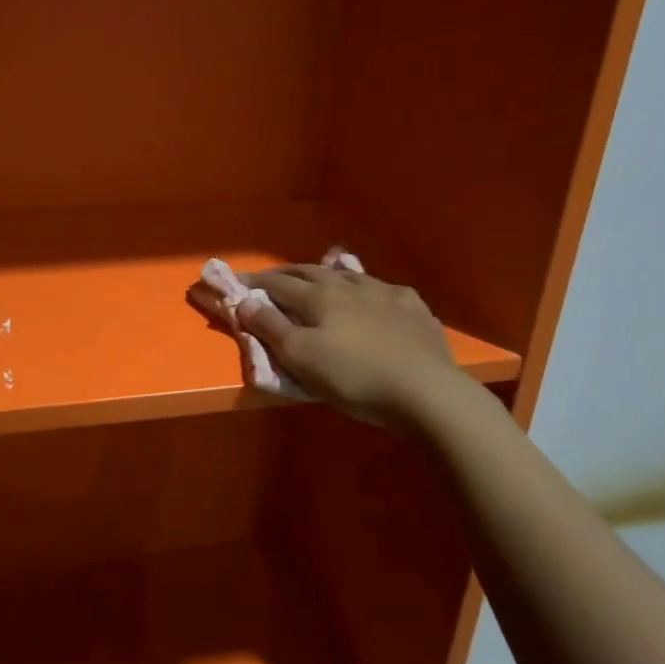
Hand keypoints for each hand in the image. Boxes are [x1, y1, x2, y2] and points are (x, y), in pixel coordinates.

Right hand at [238, 264, 469, 429]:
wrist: (425, 391)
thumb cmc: (353, 376)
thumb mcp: (301, 357)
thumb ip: (271, 327)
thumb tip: (245, 301)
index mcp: (319, 297)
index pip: (279, 283)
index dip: (256, 282)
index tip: (239, 280)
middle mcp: (351, 286)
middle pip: (313, 272)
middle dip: (289, 273)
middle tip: (274, 277)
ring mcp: (387, 294)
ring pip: (351, 276)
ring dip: (330, 276)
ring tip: (324, 279)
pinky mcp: (415, 310)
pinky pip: (387, 292)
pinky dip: (371, 292)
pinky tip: (376, 299)